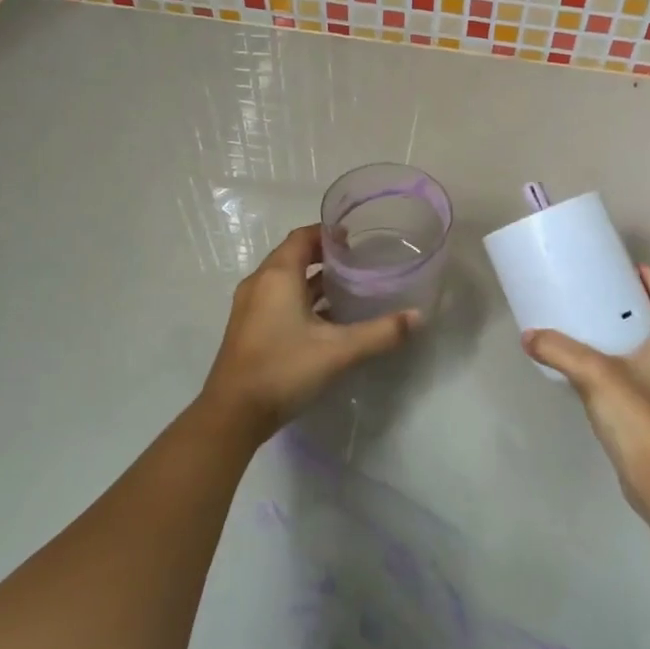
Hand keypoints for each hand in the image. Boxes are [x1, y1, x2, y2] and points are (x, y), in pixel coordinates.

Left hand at [199, 224, 418, 444]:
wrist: (232, 415)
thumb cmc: (283, 369)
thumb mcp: (338, 351)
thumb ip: (380, 332)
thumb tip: (417, 317)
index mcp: (277, 275)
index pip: (303, 236)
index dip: (328, 233)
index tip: (356, 238)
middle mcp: (260, 283)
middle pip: (293, 255)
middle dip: (324, 255)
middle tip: (358, 262)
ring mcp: (250, 306)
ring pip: (285, 279)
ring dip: (312, 279)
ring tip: (347, 287)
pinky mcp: (248, 328)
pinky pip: (277, 298)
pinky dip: (300, 298)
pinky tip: (325, 319)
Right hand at [523, 265, 649, 520]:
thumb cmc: (639, 417)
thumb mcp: (595, 374)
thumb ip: (560, 350)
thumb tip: (529, 335)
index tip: (624, 266)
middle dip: (631, 303)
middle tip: (599, 291)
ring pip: (646, 347)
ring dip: (623, 332)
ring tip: (589, 323)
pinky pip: (635, 372)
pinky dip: (616, 360)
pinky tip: (589, 366)